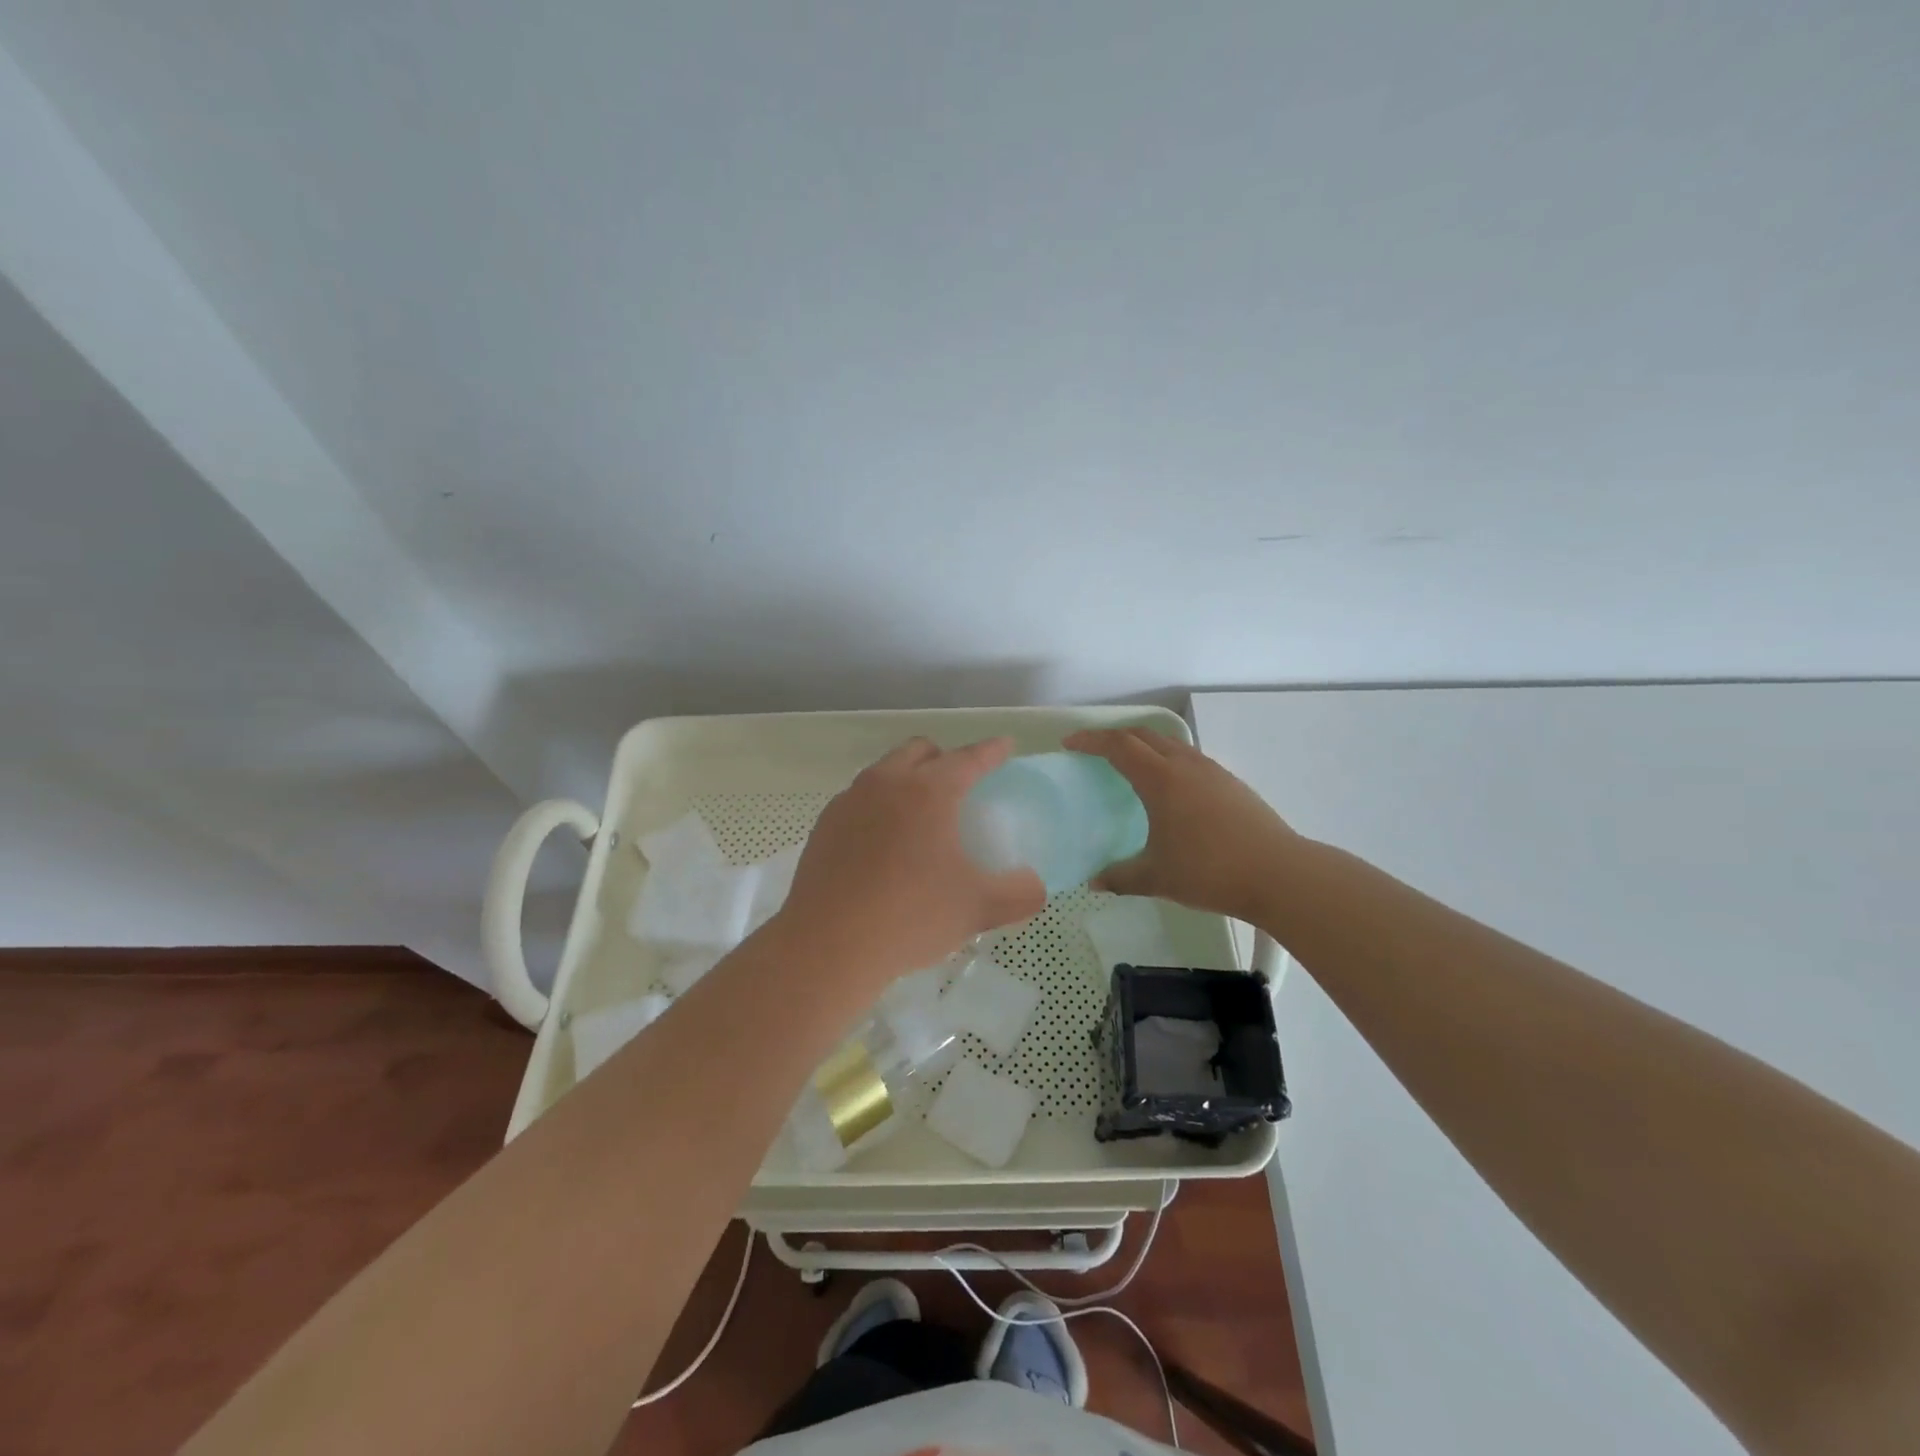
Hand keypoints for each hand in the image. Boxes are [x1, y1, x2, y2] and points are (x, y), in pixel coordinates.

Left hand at [773, 737, 1046, 987]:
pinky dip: (879, 807)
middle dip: (944, 757)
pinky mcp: (824, 826)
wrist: (827, 946)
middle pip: (919, 751)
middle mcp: (885, 783)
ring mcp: (849, 802)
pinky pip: (859, 801)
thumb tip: (1034, 886)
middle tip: (961, 784)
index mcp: (927, 791)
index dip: (991, 751)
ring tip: (920, 816)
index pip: (968, 759)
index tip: (1004, 746)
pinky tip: (882, 844)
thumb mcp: (978, 909)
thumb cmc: (910, 917)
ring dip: (907, 780)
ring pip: (884, 772)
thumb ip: (1019, 894)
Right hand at [1065, 728, 1298, 921]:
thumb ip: (1121, 877)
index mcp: (1161, 780)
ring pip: (1170, 744)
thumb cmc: (1210, 871)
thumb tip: (1095, 882)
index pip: (1119, 746)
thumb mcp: (1157, 878)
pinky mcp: (1231, 783)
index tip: (1070, 745)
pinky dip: (1168, 760)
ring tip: (1130, 766)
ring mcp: (1212, 771)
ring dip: (1144, 745)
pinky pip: (1189, 758)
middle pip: (1144, 735)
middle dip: (1114, 737)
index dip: (1091, 741)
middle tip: (1094, 751)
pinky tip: (1170, 789)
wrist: (1279, 874)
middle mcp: (1185, 765)